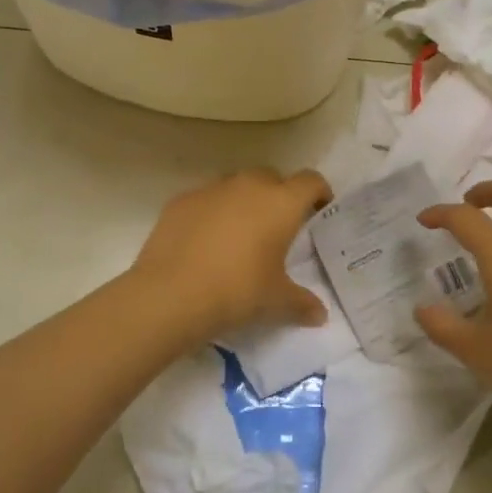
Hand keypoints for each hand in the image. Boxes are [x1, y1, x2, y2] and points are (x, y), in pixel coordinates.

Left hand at [131, 169, 333, 341]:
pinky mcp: (181, 200)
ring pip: (236, 185)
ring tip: (240, 234)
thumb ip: (302, 303)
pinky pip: (206, 199)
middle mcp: (248, 185)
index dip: (319, 192)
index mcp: (280, 203)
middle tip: (278, 227)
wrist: (171, 293)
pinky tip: (205, 242)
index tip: (319, 210)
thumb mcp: (275, 301)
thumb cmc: (237, 291)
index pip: (310, 181)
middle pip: (272, 178)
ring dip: (244, 202)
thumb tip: (320, 315)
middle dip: (278, 196)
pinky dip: (212, 213)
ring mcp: (211, 189)